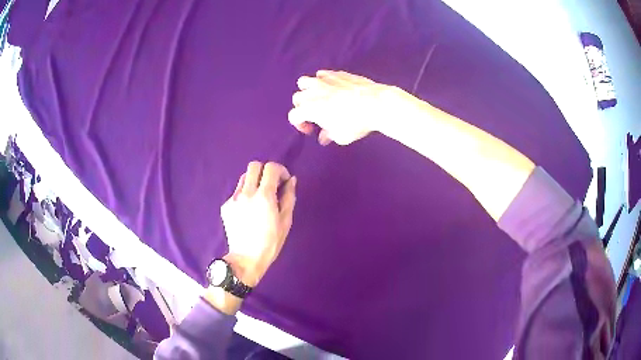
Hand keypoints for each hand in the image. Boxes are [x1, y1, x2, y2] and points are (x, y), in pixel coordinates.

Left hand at [220, 161, 296, 286]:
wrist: (246, 259)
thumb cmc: (270, 242)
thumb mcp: (285, 221)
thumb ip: (289, 197)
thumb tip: (291, 180)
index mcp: (264, 196)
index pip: (270, 168)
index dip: (280, 170)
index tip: (283, 181)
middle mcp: (246, 193)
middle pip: (254, 165)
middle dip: (265, 171)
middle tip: (271, 185)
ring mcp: (233, 199)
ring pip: (243, 177)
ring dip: (254, 181)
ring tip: (259, 197)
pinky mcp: (226, 206)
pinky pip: (237, 192)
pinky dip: (245, 194)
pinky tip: (248, 211)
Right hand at [288, 70, 398, 145]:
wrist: (376, 104)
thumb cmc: (356, 123)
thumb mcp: (341, 136)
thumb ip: (328, 135)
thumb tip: (324, 136)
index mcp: (309, 109)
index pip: (294, 116)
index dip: (300, 125)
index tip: (311, 130)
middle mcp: (313, 92)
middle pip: (297, 98)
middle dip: (303, 107)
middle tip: (315, 115)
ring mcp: (324, 80)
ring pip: (305, 81)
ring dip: (308, 90)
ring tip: (318, 97)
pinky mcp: (336, 74)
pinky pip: (322, 74)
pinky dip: (323, 81)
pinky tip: (333, 88)